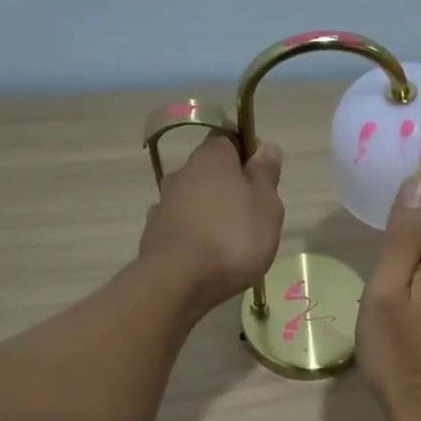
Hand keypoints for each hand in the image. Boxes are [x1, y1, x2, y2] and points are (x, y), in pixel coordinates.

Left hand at [139, 134, 284, 315]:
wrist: (178, 280)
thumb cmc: (233, 237)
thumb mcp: (266, 204)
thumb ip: (265, 173)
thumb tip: (266, 145)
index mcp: (212, 158)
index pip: (229, 140)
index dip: (247, 155)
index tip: (263, 180)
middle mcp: (182, 173)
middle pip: (211, 173)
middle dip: (230, 189)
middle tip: (252, 217)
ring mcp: (164, 204)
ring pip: (195, 200)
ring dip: (211, 213)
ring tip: (231, 243)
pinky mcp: (154, 234)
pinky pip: (181, 226)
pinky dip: (194, 235)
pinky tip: (206, 257)